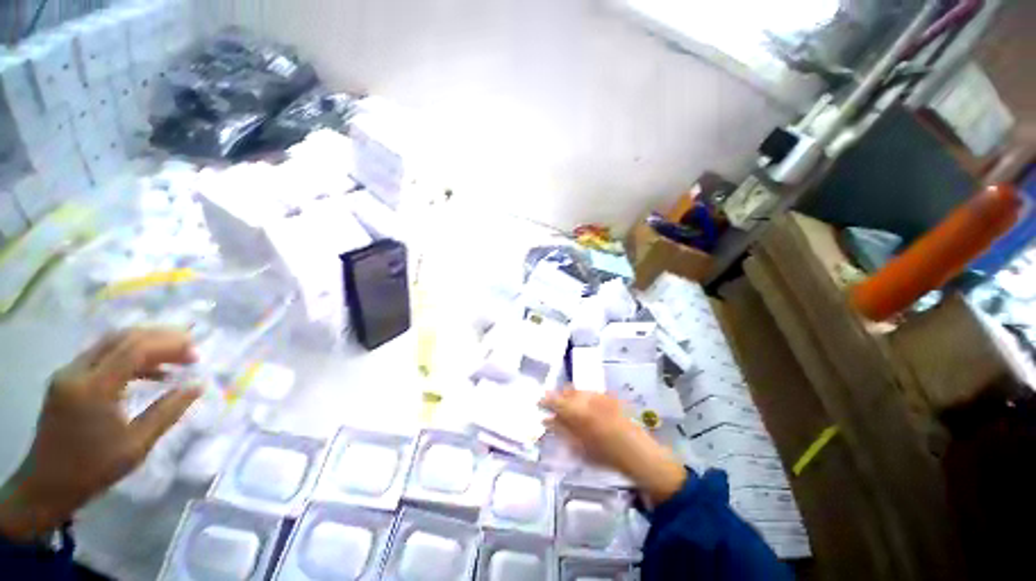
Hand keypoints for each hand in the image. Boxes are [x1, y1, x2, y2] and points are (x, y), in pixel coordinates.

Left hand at [0, 329, 200, 541]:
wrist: (47, 484)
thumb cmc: (94, 469)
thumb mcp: (136, 445)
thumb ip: (167, 411)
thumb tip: (197, 385)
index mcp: (93, 389)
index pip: (134, 349)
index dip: (169, 345)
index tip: (196, 353)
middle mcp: (77, 371)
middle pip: (122, 338)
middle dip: (161, 339)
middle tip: (190, 350)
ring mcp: (69, 372)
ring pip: (112, 343)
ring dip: (147, 345)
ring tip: (175, 358)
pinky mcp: (68, 378)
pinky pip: (103, 355)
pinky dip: (130, 356)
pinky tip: (150, 371)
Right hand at [541, 389, 686, 504]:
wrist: (637, 453)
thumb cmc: (605, 455)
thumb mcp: (578, 446)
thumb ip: (560, 430)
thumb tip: (546, 420)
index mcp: (577, 410)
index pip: (555, 400)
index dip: (545, 400)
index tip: (538, 403)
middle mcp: (587, 398)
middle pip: (567, 391)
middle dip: (558, 397)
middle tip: (553, 407)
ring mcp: (599, 396)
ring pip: (578, 391)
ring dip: (570, 397)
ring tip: (568, 408)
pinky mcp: (609, 397)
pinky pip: (590, 393)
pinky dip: (583, 398)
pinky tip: (584, 407)